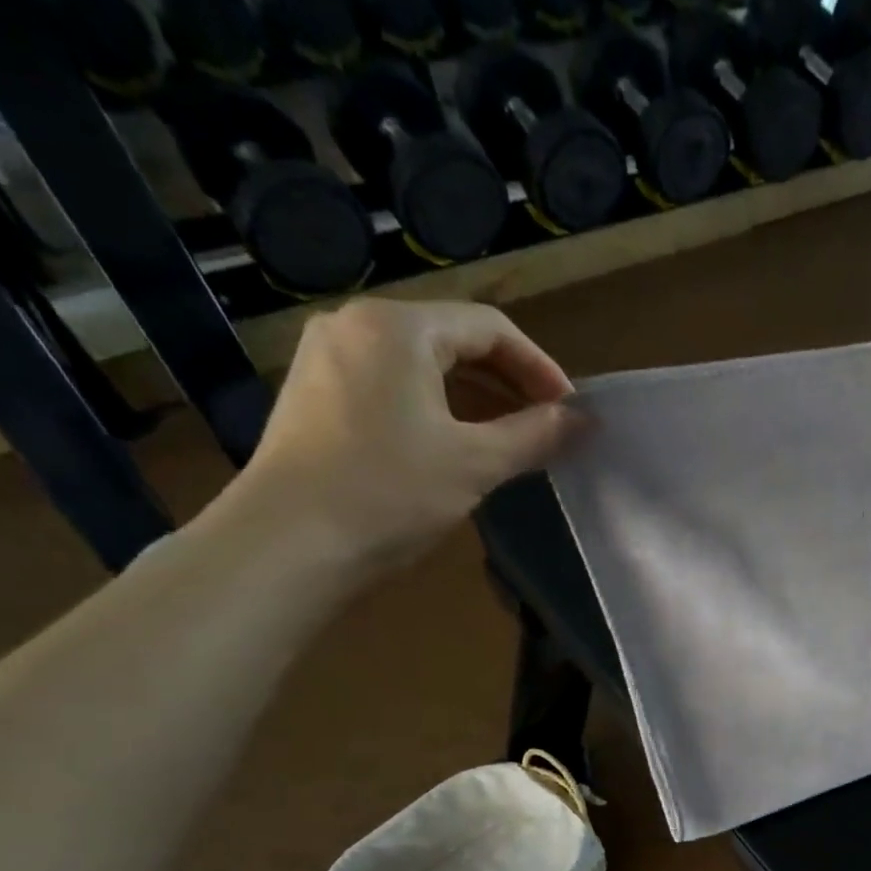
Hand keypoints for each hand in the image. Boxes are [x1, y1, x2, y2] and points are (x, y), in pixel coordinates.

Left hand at [217, 299, 580, 567]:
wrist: (287, 544)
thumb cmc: (389, 493)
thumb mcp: (476, 463)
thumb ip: (536, 434)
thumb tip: (583, 420)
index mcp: (397, 327)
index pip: (489, 327)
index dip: (540, 367)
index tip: (571, 411)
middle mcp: (356, 326)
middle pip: (454, 339)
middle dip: (509, 381)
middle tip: (548, 425)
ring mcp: (329, 359)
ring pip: (424, 364)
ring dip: (477, 396)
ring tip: (514, 438)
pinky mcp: (318, 395)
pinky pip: (394, 385)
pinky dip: (439, 407)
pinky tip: (460, 444)